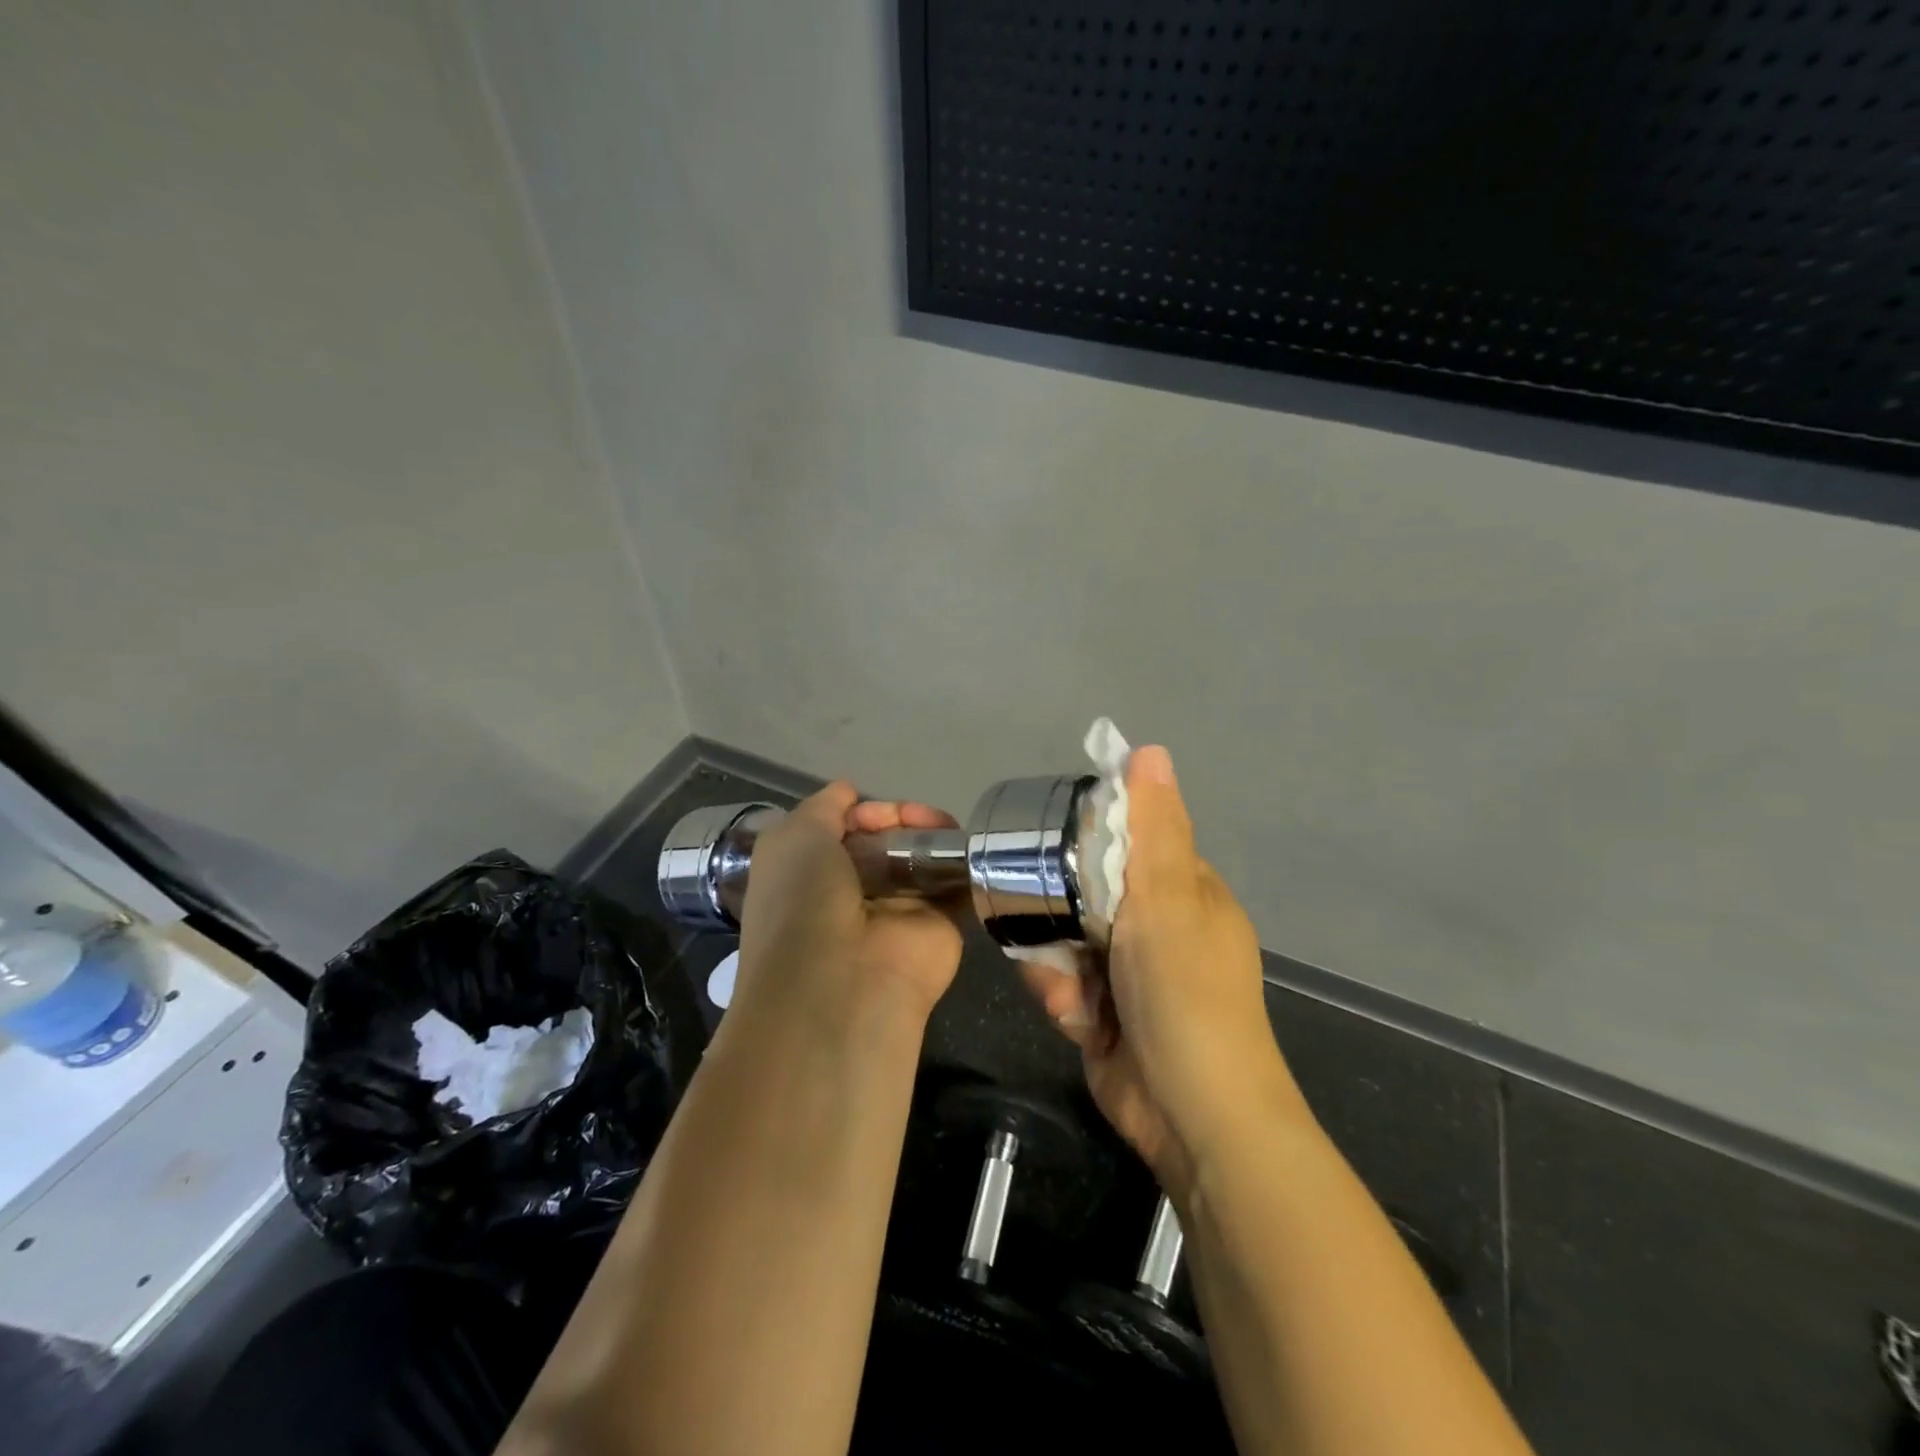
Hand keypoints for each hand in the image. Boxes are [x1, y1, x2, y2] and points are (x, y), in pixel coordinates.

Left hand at [732, 782, 965, 1030]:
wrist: (842, 981)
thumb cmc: (804, 901)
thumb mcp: (794, 837)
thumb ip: (824, 807)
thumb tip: (848, 793)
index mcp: (812, 873)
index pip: (846, 828)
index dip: (864, 811)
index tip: (876, 812)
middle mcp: (853, 891)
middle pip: (888, 839)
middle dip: (903, 818)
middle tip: (920, 818)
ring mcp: (898, 910)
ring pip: (922, 858)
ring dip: (935, 835)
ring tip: (943, 828)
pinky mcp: (939, 926)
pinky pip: (954, 885)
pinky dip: (963, 864)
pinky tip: (969, 847)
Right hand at [1015, 747, 1300, 1196]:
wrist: (1192, 1115)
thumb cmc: (1185, 994)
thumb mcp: (1166, 900)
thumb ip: (1153, 829)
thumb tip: (1150, 750)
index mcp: (1185, 892)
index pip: (1127, 843)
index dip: (1088, 843)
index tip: (1052, 851)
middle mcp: (1159, 927)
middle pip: (1084, 893)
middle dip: (1060, 916)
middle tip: (1055, 934)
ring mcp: (1131, 973)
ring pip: (1066, 940)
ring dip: (1057, 966)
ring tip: (1068, 994)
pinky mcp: (1107, 1014)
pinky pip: (1065, 985)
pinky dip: (1063, 1002)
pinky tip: (1075, 1023)